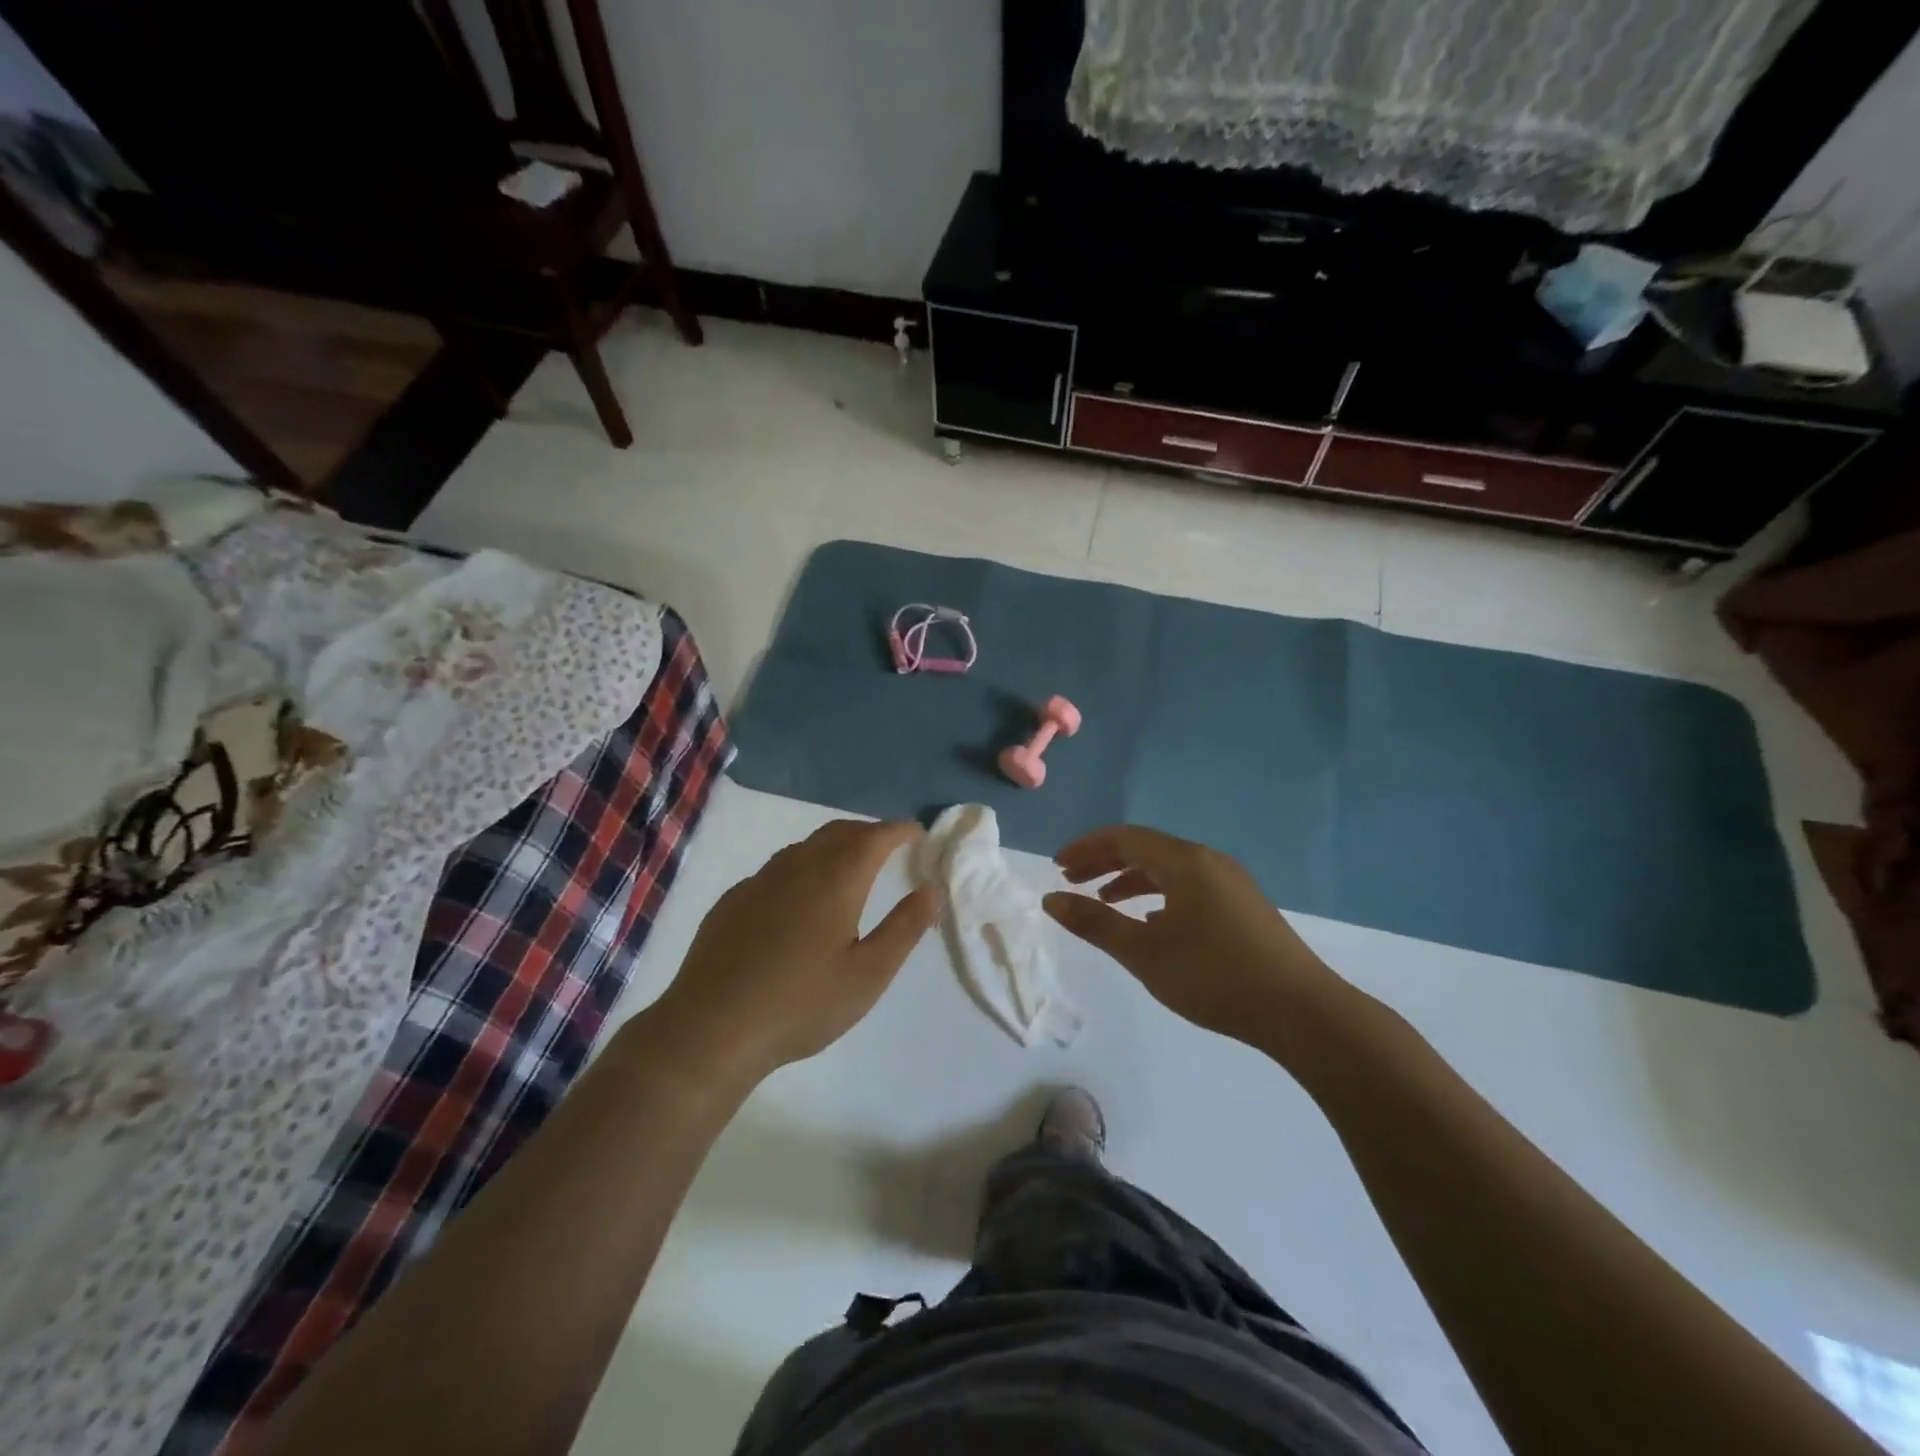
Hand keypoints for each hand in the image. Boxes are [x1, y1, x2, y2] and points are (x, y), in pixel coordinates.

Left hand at [653, 819, 940, 1084]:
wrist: (712, 1029)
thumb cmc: (802, 1004)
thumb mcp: (868, 974)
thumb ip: (905, 928)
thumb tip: (933, 890)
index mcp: (836, 880)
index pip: (875, 837)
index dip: (899, 830)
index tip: (917, 832)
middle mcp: (797, 867)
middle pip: (839, 832)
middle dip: (868, 832)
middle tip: (889, 845)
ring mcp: (759, 882)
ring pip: (804, 847)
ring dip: (833, 846)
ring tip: (848, 866)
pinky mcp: (732, 901)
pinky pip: (776, 869)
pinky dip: (802, 867)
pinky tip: (798, 898)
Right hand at [1043, 825, 1347, 1053]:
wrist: (1302, 1012)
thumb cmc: (1215, 977)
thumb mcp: (1145, 953)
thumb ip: (1095, 923)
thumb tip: (1051, 900)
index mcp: (1185, 861)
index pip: (1124, 838)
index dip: (1086, 848)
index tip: (1056, 866)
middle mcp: (1208, 861)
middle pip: (1146, 849)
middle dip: (1104, 862)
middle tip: (1071, 880)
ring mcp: (1230, 883)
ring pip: (1169, 869)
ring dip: (1131, 880)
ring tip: (1104, 902)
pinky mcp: (1243, 906)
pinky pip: (1189, 886)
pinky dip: (1159, 895)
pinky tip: (1150, 923)